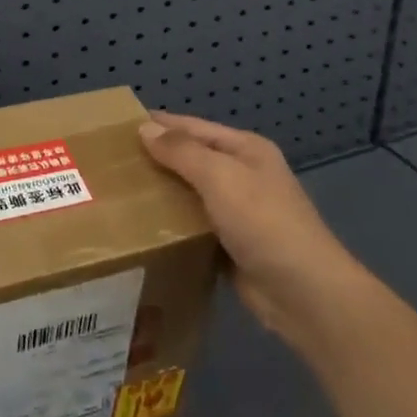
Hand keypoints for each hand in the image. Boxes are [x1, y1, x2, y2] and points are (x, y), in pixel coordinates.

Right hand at [139, 112, 369, 355]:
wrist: (304, 293)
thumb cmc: (263, 222)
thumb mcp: (221, 177)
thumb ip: (182, 151)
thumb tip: (145, 128)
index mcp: (246, 150)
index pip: (194, 127)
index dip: (161, 123)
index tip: (121, 123)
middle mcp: (244, 175)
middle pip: (193, 159)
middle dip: (157, 158)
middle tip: (111, 161)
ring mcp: (239, 212)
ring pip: (191, 194)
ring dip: (162, 193)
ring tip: (118, 192)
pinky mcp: (232, 246)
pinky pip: (195, 226)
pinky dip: (173, 225)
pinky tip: (143, 228)